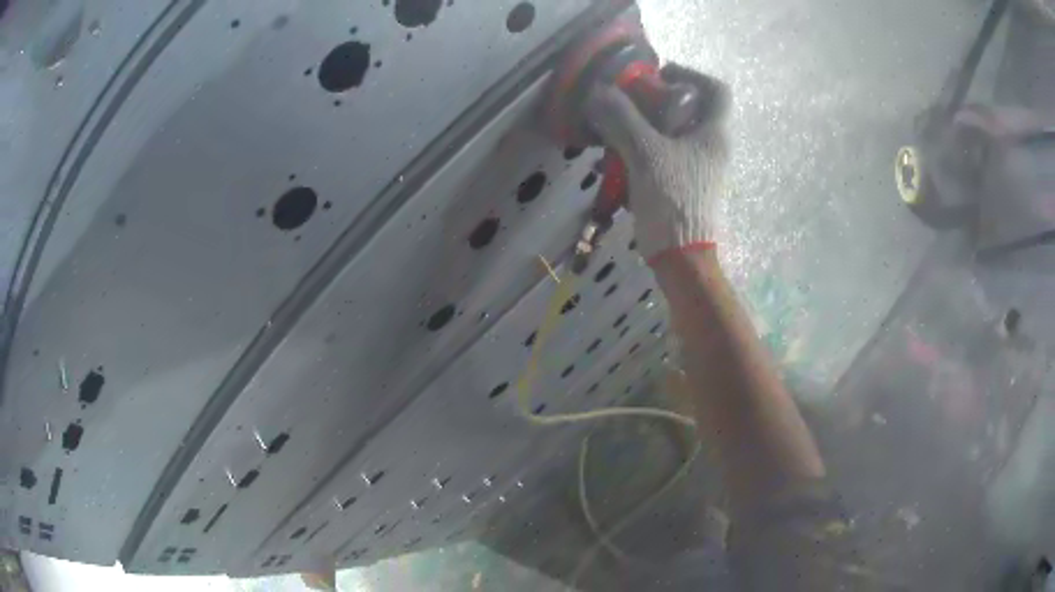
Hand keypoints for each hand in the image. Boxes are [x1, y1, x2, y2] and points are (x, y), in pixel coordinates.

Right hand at [586, 64, 730, 263]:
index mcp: (715, 134)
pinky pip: (672, 151)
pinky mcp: (690, 183)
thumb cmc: (672, 200)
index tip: (661, 76)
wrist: (681, 255)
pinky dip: (651, 144)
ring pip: (681, 130)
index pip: (717, 89)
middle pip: (695, 108)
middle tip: (633, 100)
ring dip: (653, 122)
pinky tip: (626, 151)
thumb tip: (600, 91)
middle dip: (663, 98)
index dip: (691, 74)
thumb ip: (623, 119)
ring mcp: (704, 167)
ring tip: (623, 125)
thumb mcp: (645, 154)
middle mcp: (715, 147)